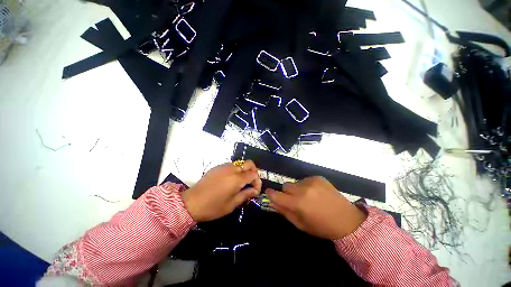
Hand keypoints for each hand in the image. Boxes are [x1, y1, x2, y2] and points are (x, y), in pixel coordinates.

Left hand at [181, 161, 261, 221]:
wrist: (191, 202)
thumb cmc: (213, 207)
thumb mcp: (232, 204)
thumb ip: (245, 195)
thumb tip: (255, 191)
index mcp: (237, 179)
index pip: (254, 174)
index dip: (257, 182)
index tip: (255, 190)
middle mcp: (232, 169)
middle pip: (249, 163)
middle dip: (254, 171)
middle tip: (251, 182)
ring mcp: (224, 166)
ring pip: (240, 163)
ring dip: (245, 170)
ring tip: (241, 182)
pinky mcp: (218, 167)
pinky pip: (232, 165)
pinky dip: (236, 170)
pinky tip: (231, 180)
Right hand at [267, 176, 366, 239]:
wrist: (347, 220)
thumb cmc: (321, 227)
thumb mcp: (300, 224)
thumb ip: (284, 212)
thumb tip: (271, 202)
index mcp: (297, 204)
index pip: (276, 195)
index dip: (270, 194)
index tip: (269, 193)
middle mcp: (302, 189)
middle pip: (285, 186)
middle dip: (287, 193)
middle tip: (295, 200)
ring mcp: (311, 181)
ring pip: (295, 183)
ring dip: (297, 189)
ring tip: (308, 197)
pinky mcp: (318, 177)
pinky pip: (305, 180)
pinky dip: (306, 186)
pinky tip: (316, 193)